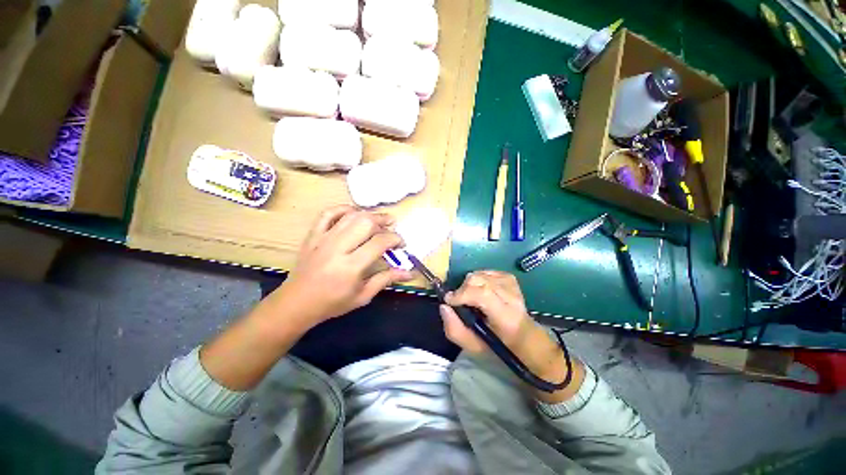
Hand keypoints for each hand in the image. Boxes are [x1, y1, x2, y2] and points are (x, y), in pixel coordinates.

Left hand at [270, 205, 412, 326]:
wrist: (297, 303)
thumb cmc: (333, 302)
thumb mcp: (364, 296)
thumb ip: (386, 279)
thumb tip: (409, 272)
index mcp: (351, 266)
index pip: (379, 242)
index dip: (395, 239)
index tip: (401, 244)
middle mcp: (338, 248)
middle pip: (366, 223)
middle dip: (384, 221)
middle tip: (393, 227)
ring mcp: (323, 239)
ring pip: (351, 216)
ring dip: (369, 214)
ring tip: (379, 220)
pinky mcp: (313, 235)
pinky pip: (328, 214)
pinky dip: (343, 209)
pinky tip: (354, 213)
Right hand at [440, 271, 584, 402]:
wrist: (523, 335)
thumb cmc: (497, 344)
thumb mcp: (473, 346)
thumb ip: (454, 329)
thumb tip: (444, 306)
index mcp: (506, 317)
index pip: (483, 295)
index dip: (462, 294)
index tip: (449, 300)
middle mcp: (511, 296)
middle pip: (479, 280)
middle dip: (462, 289)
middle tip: (459, 301)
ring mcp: (511, 284)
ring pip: (480, 274)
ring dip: (468, 284)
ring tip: (470, 296)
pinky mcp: (509, 277)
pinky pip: (485, 271)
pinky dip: (477, 278)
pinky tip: (479, 289)